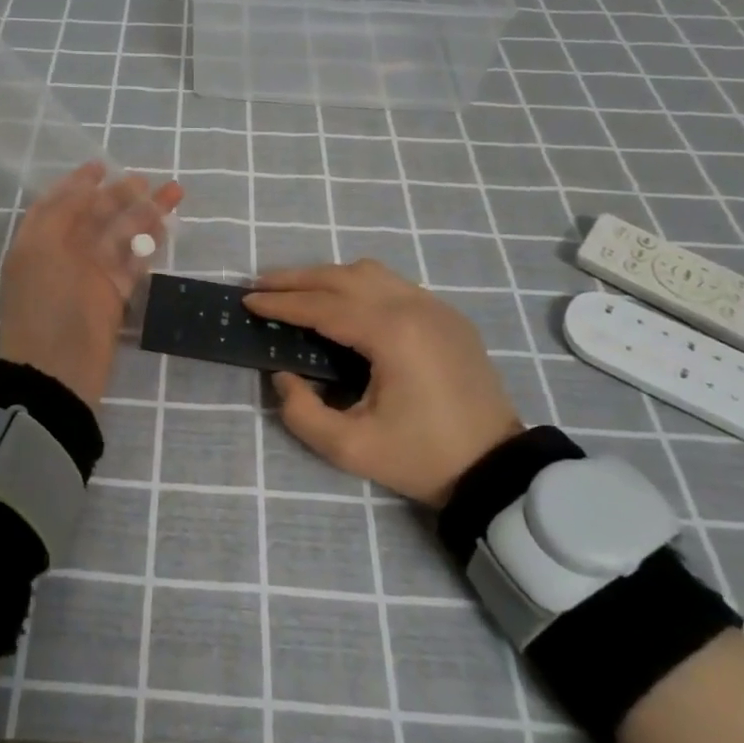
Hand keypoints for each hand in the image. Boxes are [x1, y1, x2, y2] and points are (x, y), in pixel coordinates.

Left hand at [0, 162, 182, 407]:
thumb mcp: (41, 249)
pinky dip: (148, 244)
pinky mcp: (113, 296)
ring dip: (144, 214)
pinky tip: (166, 227)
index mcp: (39, 241)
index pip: (59, 203)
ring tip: (173, 194)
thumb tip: (85, 185)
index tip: (102, 165)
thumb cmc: (43, 305)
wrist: (56, 372)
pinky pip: (133, 262)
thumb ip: (61, 213)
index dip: (79, 183)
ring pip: (120, 236)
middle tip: (148, 180)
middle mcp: (63, 253)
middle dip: (121, 195)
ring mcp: (90, 275)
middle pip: (95, 216)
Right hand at [245, 260, 521, 506]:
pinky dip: (358, 284)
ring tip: (296, 290)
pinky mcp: (447, 316)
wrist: (496, 470)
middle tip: (260, 285)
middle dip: (296, 278)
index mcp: (391, 333)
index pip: (322, 306)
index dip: (281, 303)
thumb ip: (302, 413)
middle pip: (343, 276)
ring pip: (370, 272)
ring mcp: (435, 307)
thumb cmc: (422, 458)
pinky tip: (342, 302)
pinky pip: (393, 284)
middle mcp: (413, 306)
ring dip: (328, 276)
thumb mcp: (351, 449)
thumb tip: (284, 376)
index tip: (247, 301)